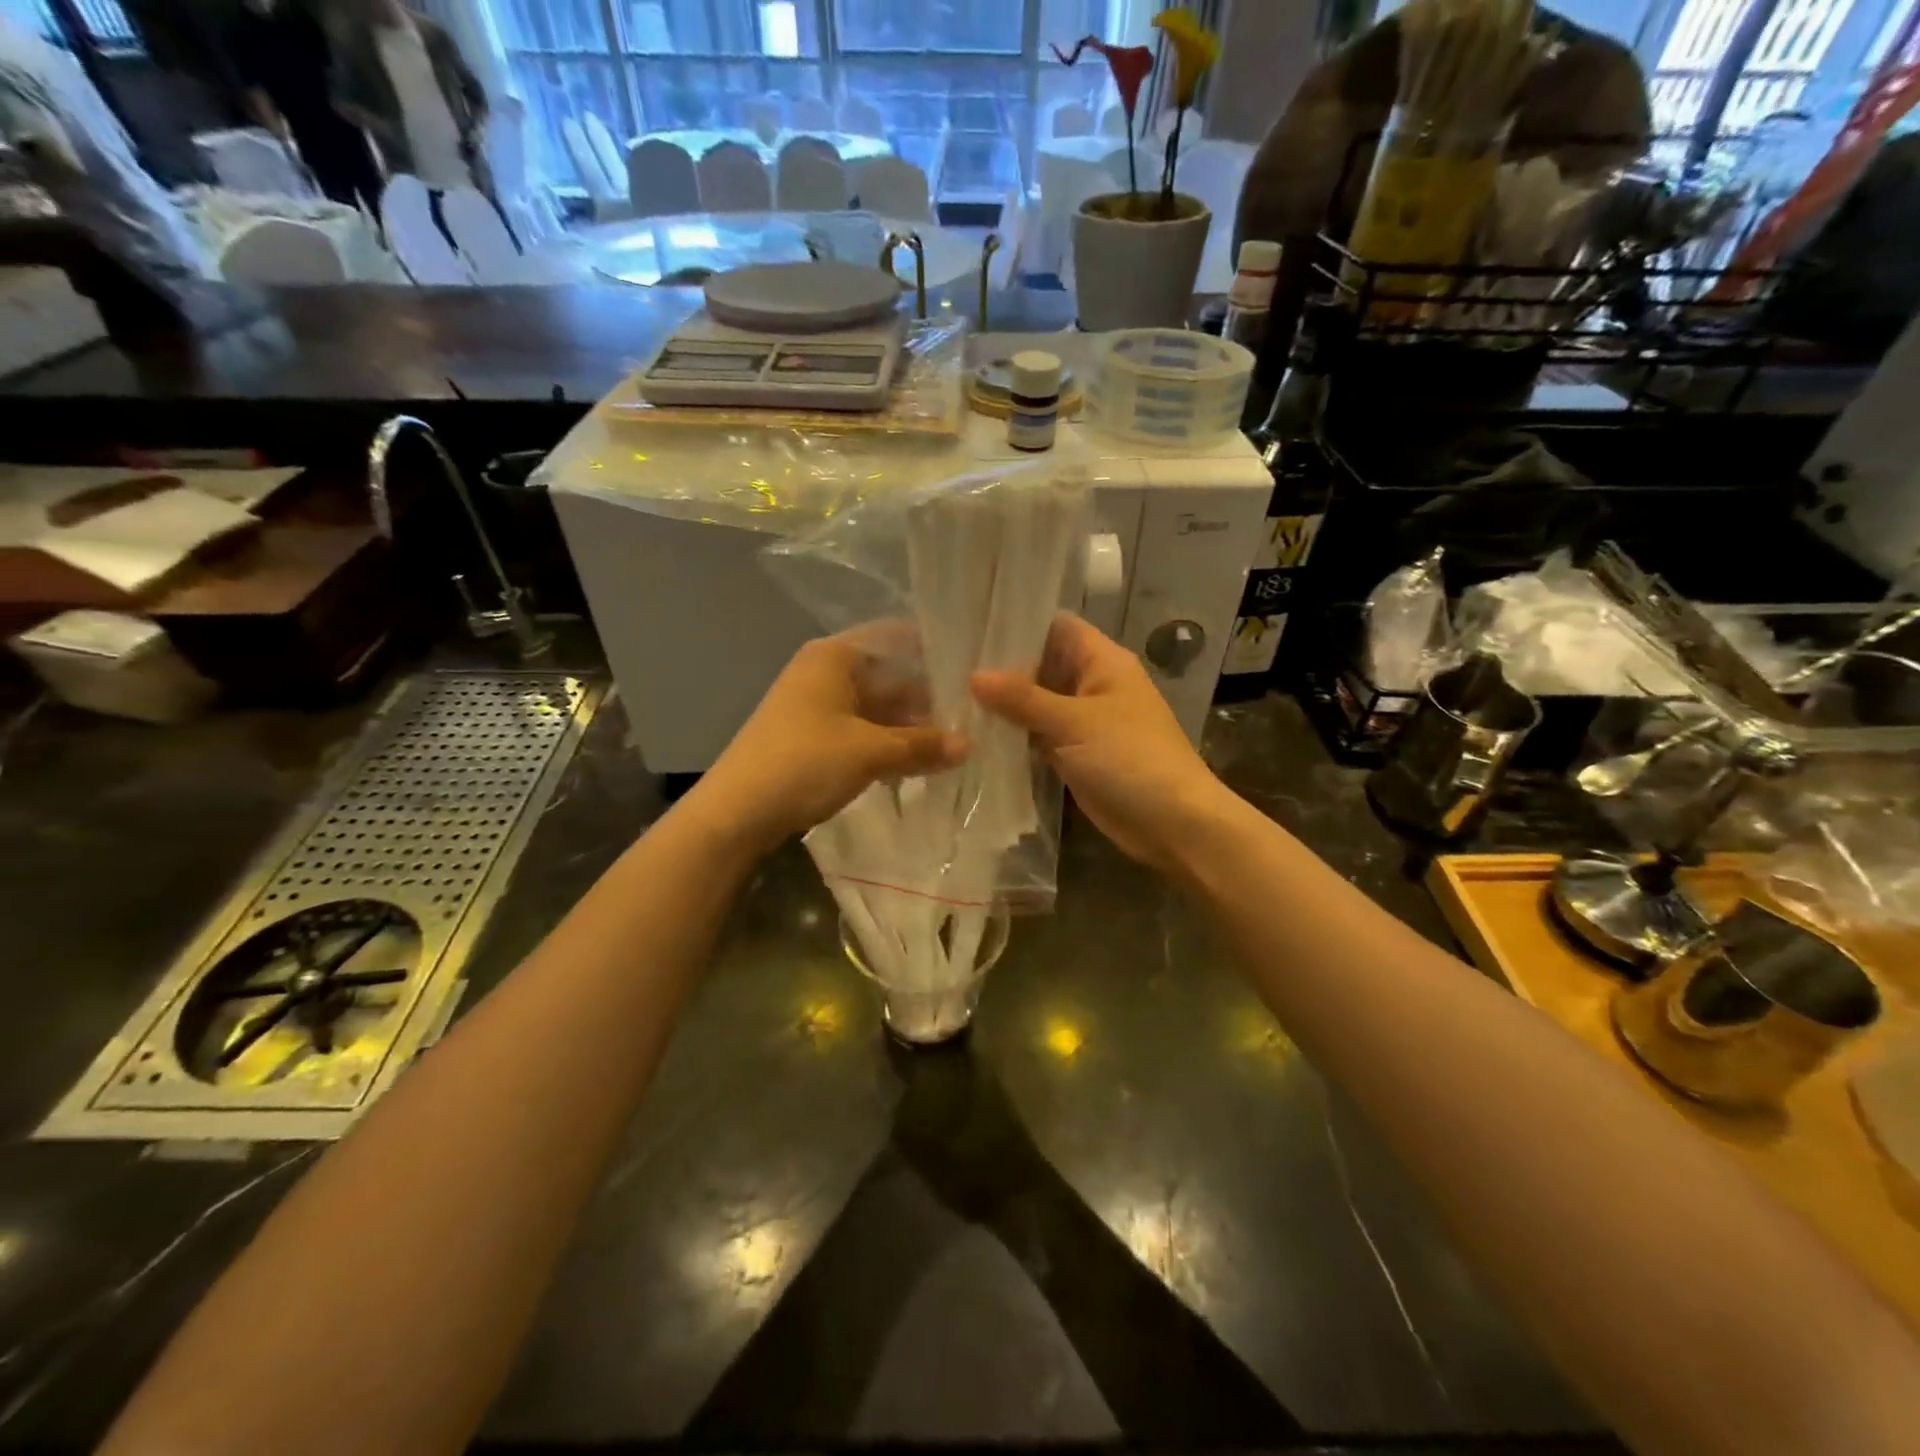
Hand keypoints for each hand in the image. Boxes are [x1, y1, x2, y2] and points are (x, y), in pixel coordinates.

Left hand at [694, 632, 966, 852]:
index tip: (973, 673)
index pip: (896, 639)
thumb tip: (970, 745)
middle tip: (973, 718)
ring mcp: (816, 706)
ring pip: (876, 707)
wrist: (736, 813)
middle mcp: (825, 672)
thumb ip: (922, 745)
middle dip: (927, 698)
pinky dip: (886, 743)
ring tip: (953, 744)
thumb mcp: (870, 752)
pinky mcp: (812, 737)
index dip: (934, 653)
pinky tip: (915, 763)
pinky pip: (861, 731)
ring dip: (909, 726)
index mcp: (835, 656)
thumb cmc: (804, 764)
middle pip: (888, 675)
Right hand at [971, 614, 1230, 873]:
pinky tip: (976, 735)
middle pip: (1042, 665)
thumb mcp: (1074, 723)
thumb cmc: (1130, 759)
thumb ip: (1023, 699)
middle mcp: (1092, 685)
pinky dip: (1015, 736)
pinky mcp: (1076, 754)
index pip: (1056, 626)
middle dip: (1002, 668)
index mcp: (1102, 662)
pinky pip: (1040, 736)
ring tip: (951, 698)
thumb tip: (974, 676)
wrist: (1174, 824)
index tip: (972, 626)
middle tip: (949, 666)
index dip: (1018, 623)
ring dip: (1005, 706)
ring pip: (1037, 704)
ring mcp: (1084, 722)